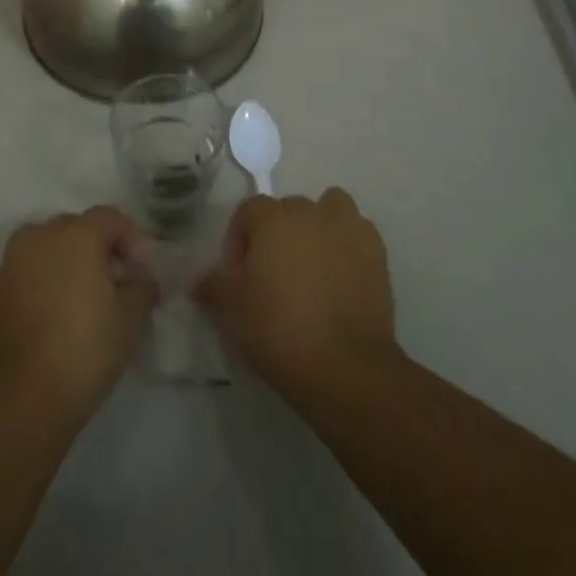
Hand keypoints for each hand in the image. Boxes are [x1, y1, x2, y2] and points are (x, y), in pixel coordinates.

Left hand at [0, 206, 158, 421]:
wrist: (21, 398)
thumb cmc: (84, 349)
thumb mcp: (131, 318)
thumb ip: (143, 286)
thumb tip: (141, 279)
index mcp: (75, 234)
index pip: (111, 219)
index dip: (133, 240)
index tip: (143, 271)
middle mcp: (40, 236)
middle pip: (79, 229)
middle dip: (102, 250)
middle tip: (119, 285)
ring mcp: (13, 261)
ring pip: (52, 248)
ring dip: (73, 264)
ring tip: (89, 300)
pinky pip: (32, 271)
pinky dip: (49, 281)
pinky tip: (61, 314)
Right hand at [193, 189, 400, 407]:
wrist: (346, 367)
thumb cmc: (280, 331)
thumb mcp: (231, 312)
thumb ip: (212, 286)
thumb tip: (199, 279)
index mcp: (272, 218)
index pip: (248, 210)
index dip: (239, 239)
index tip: (239, 275)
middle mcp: (310, 212)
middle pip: (288, 209)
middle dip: (278, 234)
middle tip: (274, 275)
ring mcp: (348, 228)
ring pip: (330, 208)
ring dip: (319, 227)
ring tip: (313, 265)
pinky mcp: (377, 252)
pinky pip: (358, 232)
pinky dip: (349, 245)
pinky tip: (343, 276)